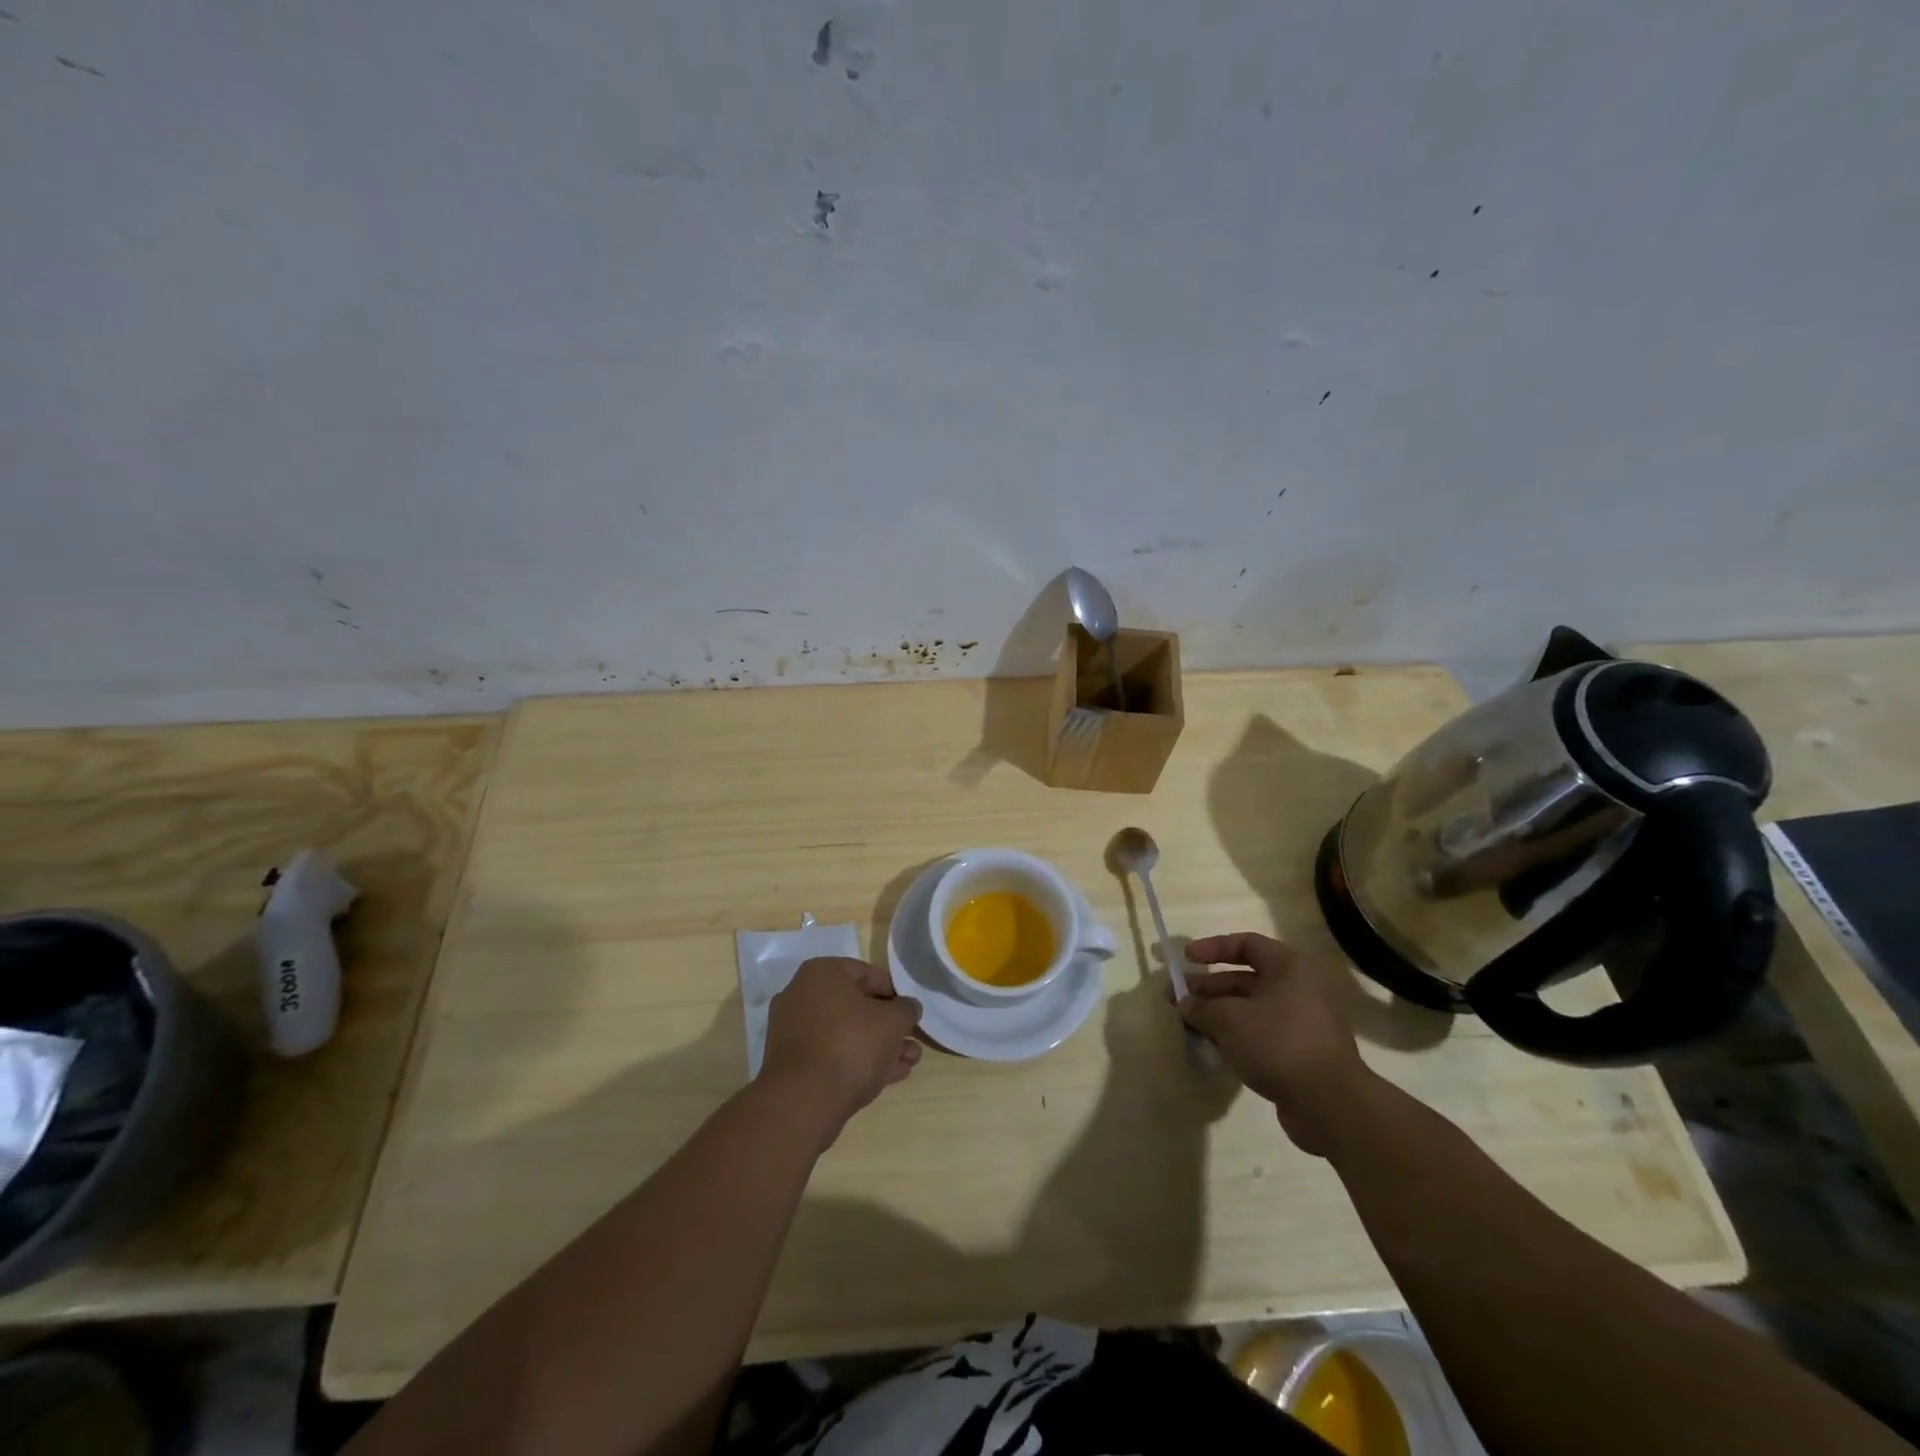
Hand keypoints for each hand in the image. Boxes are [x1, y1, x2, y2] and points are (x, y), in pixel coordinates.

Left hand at [761, 957, 923, 1137]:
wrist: (804, 1102)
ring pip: (846, 1034)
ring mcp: (794, 1031)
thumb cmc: (851, 1045)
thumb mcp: (893, 1021)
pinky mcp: (793, 1064)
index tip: (912, 1013)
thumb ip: (906, 1009)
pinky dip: (858, 1061)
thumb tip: (908, 1008)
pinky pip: (832, 1055)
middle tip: (912, 1042)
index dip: (896, 994)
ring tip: (908, 1063)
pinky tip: (887, 1077)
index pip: (869, 974)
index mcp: (821, 973)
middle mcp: (802, 995)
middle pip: (857, 1007)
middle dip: (889, 1027)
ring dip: (879, 1047)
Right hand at [1178, 933, 1370, 1155]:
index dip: (1212, 948)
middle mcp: (1298, 989)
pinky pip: (1260, 1034)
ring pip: (1250, 1009)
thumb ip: (1202, 1007)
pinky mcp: (1300, 1053)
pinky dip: (1235, 1036)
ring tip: (1188, 1024)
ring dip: (1218, 1014)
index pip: (1246, 944)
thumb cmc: (1278, 1043)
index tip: (1186, 959)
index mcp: (1288, 968)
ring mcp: (1301, 1023)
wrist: (1329, 1104)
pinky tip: (1212, 1047)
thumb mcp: (1229, 1019)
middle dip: (1208, 988)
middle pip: (1244, 979)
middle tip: (1176, 997)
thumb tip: (1184, 1003)